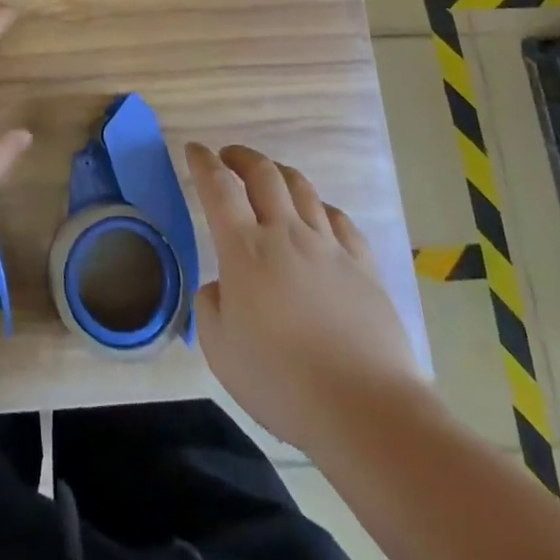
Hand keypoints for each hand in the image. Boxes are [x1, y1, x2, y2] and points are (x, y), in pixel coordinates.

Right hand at [187, 142, 422, 452]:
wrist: (365, 409)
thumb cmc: (281, 382)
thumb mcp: (220, 351)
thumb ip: (210, 308)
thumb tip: (220, 288)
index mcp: (245, 249)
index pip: (218, 188)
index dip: (203, 162)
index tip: (194, 149)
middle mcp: (285, 233)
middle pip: (263, 173)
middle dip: (241, 156)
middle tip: (228, 157)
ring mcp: (328, 246)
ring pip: (302, 188)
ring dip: (279, 172)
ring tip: (270, 176)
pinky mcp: (363, 265)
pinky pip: (340, 219)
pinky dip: (321, 206)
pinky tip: (318, 214)